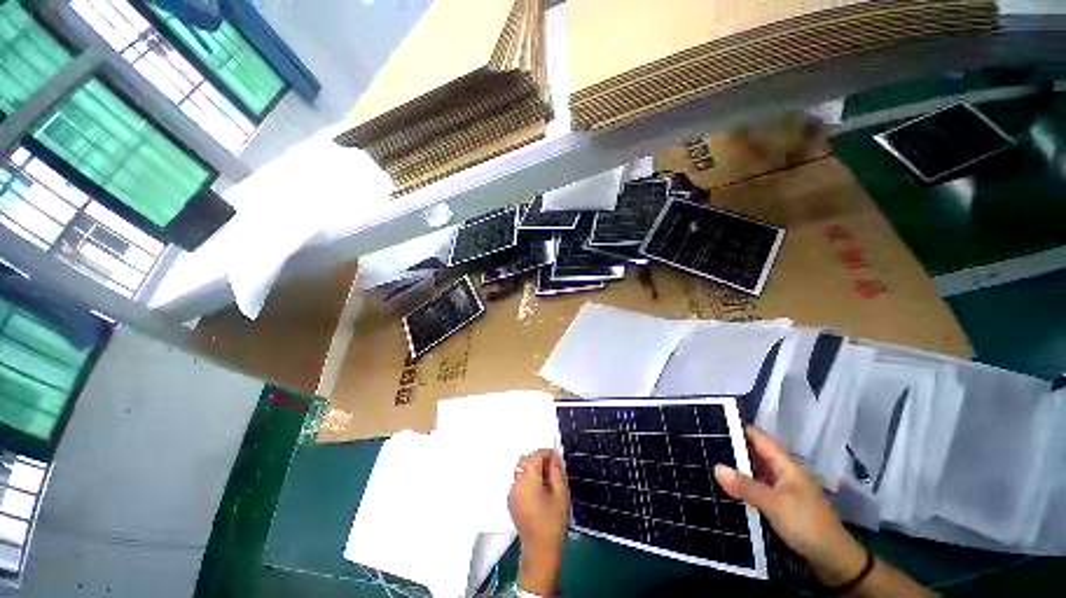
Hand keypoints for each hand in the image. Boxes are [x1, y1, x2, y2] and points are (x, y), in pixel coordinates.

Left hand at [509, 449, 567, 595]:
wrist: (540, 550)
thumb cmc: (553, 522)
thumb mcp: (560, 494)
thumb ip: (556, 471)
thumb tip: (553, 458)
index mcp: (528, 480)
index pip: (535, 455)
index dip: (547, 453)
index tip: (556, 458)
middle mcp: (516, 483)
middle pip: (525, 460)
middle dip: (538, 459)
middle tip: (553, 467)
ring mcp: (512, 492)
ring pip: (521, 469)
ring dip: (532, 468)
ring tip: (547, 479)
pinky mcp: (511, 500)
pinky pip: (518, 481)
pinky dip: (527, 478)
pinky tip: (538, 489)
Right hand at [714, 427, 866, 586]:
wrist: (833, 561)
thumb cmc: (807, 524)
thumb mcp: (775, 504)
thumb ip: (745, 486)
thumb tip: (716, 468)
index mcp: (784, 463)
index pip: (756, 437)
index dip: (735, 429)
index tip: (709, 427)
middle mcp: (780, 472)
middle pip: (751, 453)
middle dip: (729, 450)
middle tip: (700, 447)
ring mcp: (778, 489)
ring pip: (750, 472)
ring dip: (732, 470)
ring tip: (704, 464)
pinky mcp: (775, 505)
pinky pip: (752, 489)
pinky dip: (738, 487)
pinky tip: (720, 489)